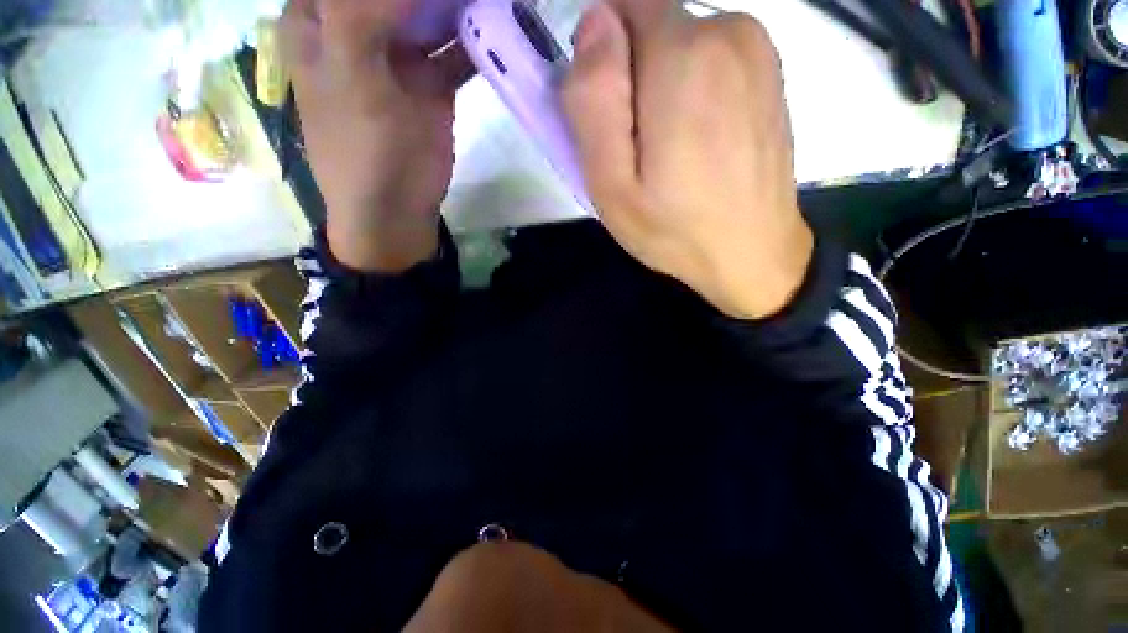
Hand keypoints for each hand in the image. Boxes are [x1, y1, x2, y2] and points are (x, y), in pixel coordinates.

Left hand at [281, 0, 471, 271]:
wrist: (396, 207)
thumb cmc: (361, 148)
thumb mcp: (349, 73)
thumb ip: (362, 12)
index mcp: (321, 16)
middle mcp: (361, 25)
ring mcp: (401, 53)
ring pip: (431, 10)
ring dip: (457, 5)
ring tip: (487, 1)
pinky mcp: (433, 82)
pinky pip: (457, 49)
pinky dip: (476, 38)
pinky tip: (498, 28)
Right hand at [561, 1, 813, 318]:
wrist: (751, 253)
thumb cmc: (674, 228)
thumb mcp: (612, 184)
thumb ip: (594, 101)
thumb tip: (593, 24)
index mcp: (683, 55)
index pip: (621, 5)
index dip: (603, 56)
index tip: (610, 114)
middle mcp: (728, 32)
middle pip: (650, 26)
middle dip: (631, 76)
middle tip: (635, 147)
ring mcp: (757, 49)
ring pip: (679, 44)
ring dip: (660, 89)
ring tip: (666, 152)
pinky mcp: (769, 71)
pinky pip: (709, 60)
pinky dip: (690, 92)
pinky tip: (697, 144)